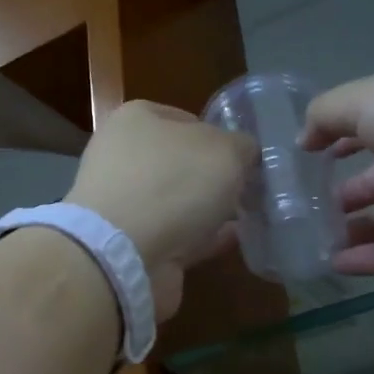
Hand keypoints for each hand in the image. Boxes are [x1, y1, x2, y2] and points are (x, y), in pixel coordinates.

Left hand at [67, 100, 253, 318]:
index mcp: (136, 119)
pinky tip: (234, 239)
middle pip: (181, 162)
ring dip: (209, 208)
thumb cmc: (174, 184)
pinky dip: (204, 237)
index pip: (186, 118)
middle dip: (214, 176)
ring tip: (249, 214)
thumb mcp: (226, 151)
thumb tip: (245, 153)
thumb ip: (242, 147)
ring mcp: (124, 203)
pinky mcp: (131, 243)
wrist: (124, 254)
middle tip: (250, 187)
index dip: (219, 135)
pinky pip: (178, 234)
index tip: (244, 157)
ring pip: (178, 201)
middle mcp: (123, 157)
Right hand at [301, 62, 373, 275]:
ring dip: (354, 229)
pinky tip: (336, 265)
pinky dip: (372, 258)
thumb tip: (303, 138)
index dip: (340, 139)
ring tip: (312, 243)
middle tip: (306, 212)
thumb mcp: (370, 100)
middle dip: (346, 193)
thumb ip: (328, 115)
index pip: (372, 126)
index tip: (307, 158)